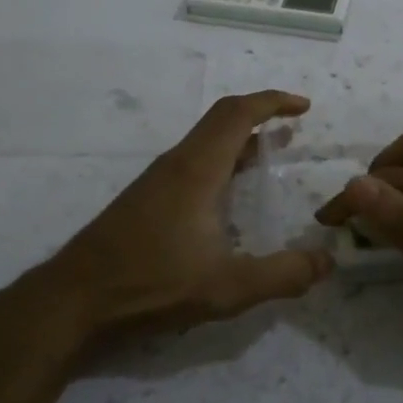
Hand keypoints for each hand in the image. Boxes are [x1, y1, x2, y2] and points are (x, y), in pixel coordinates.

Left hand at [37, 90, 331, 343]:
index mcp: (197, 169)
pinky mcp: (145, 197)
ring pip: (205, 141)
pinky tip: (228, 194)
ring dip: (239, 138)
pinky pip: (193, 160)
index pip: (237, 114)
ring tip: (269, 155)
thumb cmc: (151, 284)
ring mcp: (157, 179)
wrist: (74, 299)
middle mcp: (176, 163)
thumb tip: (327, 263)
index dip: (273, 102)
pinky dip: (221, 159)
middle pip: (221, 119)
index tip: (303, 107)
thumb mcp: (226, 288)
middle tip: (292, 128)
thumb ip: (281, 276)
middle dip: (260, 114)